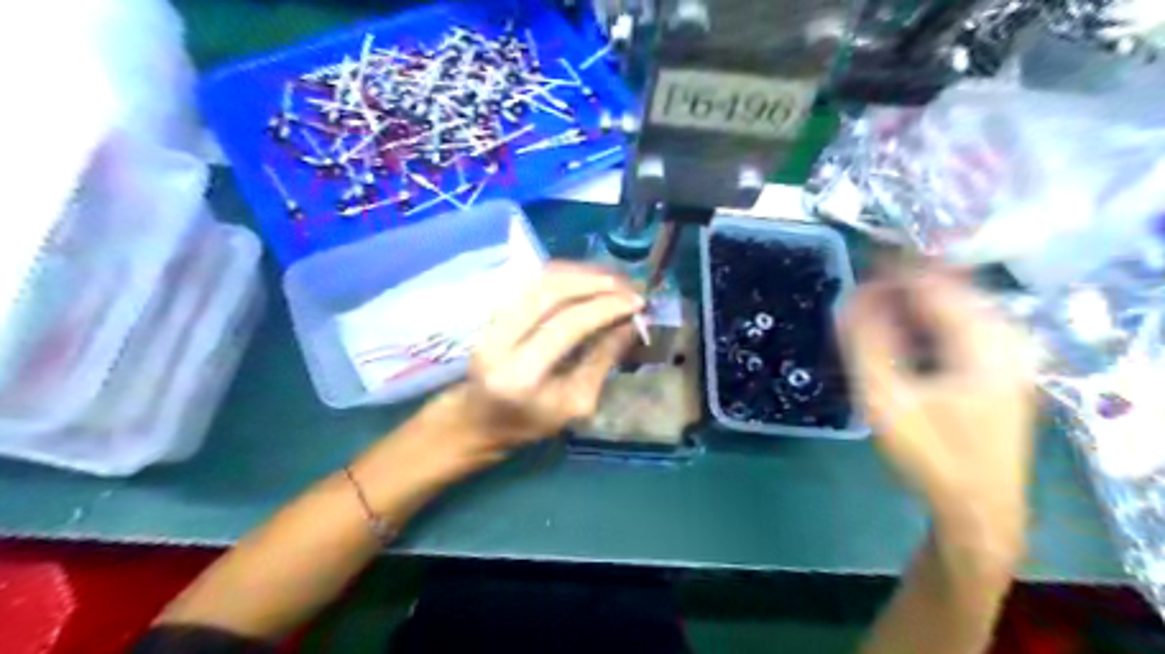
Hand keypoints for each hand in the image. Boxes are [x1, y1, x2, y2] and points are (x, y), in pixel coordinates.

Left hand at [438, 264, 641, 457]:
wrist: (478, 419)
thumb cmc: (529, 423)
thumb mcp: (575, 404)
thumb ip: (602, 361)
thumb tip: (631, 324)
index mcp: (521, 374)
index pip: (567, 325)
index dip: (605, 307)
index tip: (636, 302)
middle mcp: (500, 339)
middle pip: (550, 291)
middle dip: (595, 282)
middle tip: (628, 284)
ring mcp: (491, 321)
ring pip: (539, 280)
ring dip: (580, 273)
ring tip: (613, 278)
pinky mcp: (491, 311)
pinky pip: (530, 282)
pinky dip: (563, 275)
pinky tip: (586, 279)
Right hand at [837, 268, 1035, 547]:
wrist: (977, 509)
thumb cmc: (930, 455)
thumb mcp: (886, 399)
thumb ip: (866, 343)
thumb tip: (851, 295)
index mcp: (984, 343)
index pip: (936, 284)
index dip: (895, 268)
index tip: (857, 260)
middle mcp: (1006, 340)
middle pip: (949, 290)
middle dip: (902, 283)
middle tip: (859, 287)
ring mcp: (1008, 356)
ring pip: (955, 309)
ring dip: (913, 302)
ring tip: (872, 306)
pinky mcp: (1000, 370)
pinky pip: (961, 329)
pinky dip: (927, 323)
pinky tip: (902, 333)